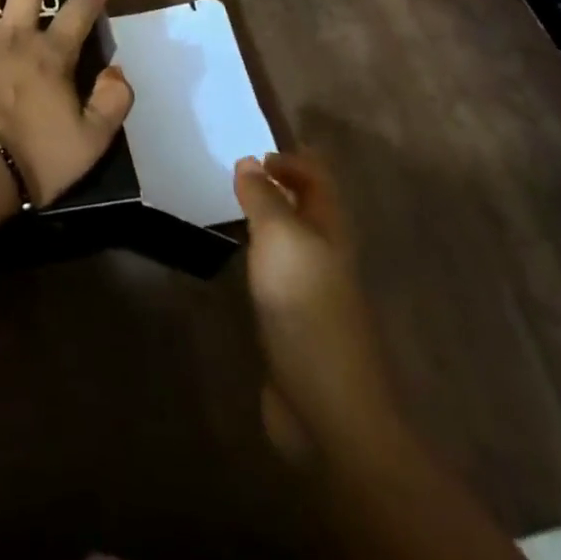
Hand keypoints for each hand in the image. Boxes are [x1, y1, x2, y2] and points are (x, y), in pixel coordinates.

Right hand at [234, 151, 395, 461]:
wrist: (327, 406)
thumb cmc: (306, 307)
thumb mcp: (280, 238)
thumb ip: (263, 197)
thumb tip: (250, 160)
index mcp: (331, 230)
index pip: (318, 178)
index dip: (292, 159)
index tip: (255, 152)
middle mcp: (326, 256)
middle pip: (306, 209)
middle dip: (278, 188)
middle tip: (236, 174)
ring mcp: (313, 294)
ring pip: (291, 243)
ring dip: (266, 222)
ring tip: (229, 208)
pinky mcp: (295, 326)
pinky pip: (276, 277)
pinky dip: (258, 260)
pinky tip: (237, 262)